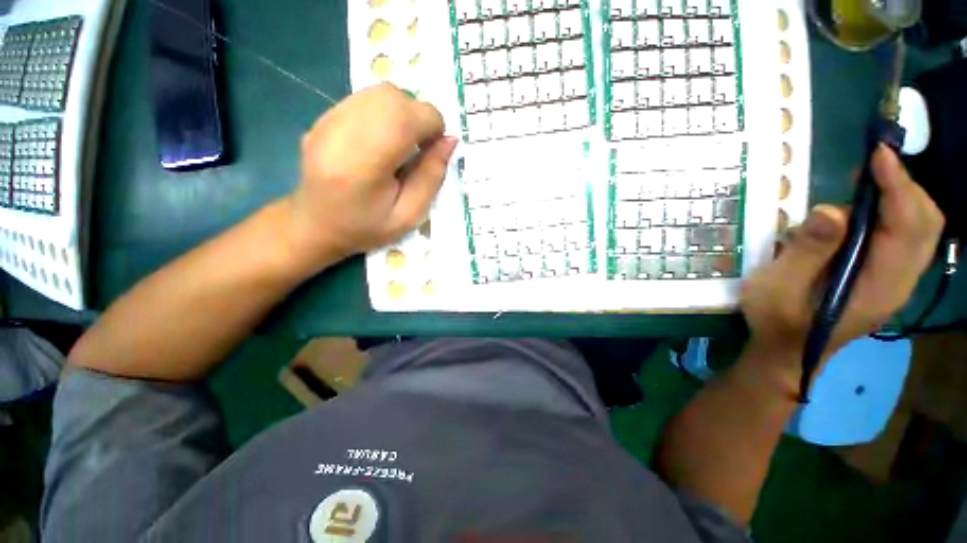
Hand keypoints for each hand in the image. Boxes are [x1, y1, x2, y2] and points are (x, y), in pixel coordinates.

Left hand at [283, 83, 457, 273]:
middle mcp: (340, 132)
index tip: (436, 148)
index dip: (432, 124)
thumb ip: (431, 177)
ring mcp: (327, 120)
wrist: (315, 225)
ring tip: (405, 143)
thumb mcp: (409, 215)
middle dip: (420, 116)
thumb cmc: (366, 227)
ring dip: (404, 112)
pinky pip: (365, 99)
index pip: (405, 117)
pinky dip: (386, 112)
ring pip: (379, 92)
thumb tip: (450, 140)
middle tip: (422, 146)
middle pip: (392, 97)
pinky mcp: (324, 116)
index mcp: (362, 165)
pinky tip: (385, 139)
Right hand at [740, 146, 944, 390]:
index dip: (897, 186)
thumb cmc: (777, 321)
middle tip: (871, 164)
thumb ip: (805, 252)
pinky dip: (896, 211)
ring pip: (921, 228)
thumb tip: (831, 210)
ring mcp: (897, 280)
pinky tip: (869, 205)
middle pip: (926, 224)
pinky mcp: (887, 277)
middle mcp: (900, 281)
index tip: (877, 154)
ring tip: (869, 177)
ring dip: (902, 195)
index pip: (907, 226)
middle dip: (905, 186)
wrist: (787, 353)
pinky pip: (907, 237)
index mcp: (878, 286)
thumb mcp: (778, 288)